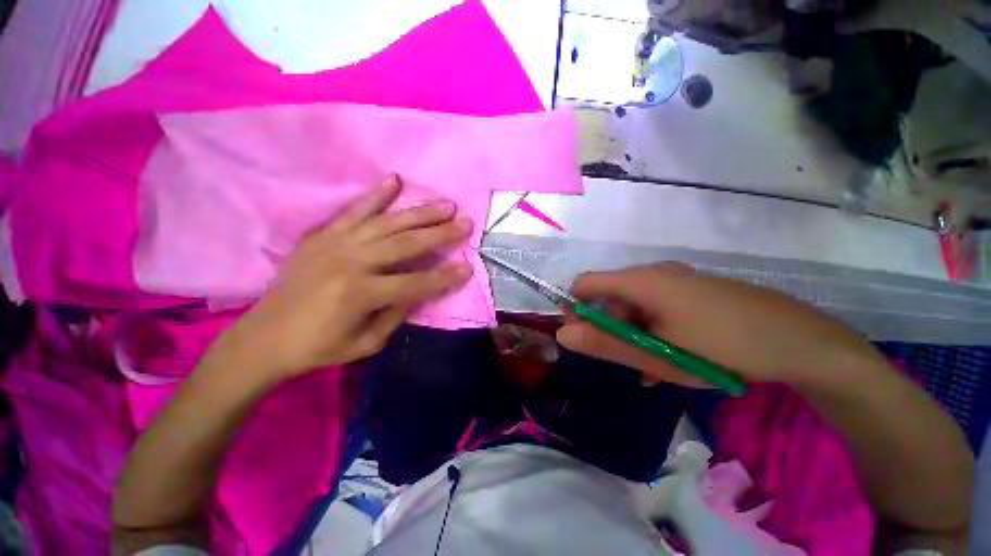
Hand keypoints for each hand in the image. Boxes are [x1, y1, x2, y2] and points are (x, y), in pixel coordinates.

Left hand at [220, 175, 473, 379]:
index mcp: (361, 294)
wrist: (263, 338)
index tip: (469, 268)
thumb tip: (422, 291)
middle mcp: (351, 262)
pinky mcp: (323, 235)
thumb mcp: (365, 343)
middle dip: (440, 233)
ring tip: (445, 204)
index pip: (416, 283)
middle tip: (466, 222)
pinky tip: (395, 180)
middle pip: (406, 243)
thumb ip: (397, 314)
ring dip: (420, 212)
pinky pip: (354, 210)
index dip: (445, 277)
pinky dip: (375, 195)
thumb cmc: (318, 348)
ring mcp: (335, 244)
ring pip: (387, 222)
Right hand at [556, 263, 882, 387]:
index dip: (576, 308)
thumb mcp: (657, 354)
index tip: (581, 337)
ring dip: (630, 332)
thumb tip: (562, 334)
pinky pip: (657, 307)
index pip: (585, 284)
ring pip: (634, 304)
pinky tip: (663, 360)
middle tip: (619, 358)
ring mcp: (677, 281)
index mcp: (640, 281)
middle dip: (606, 326)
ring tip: (644, 366)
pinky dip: (650, 329)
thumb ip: (605, 344)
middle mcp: (655, 273)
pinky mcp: (693, 292)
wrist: (802, 343)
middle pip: (610, 295)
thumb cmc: (721, 348)